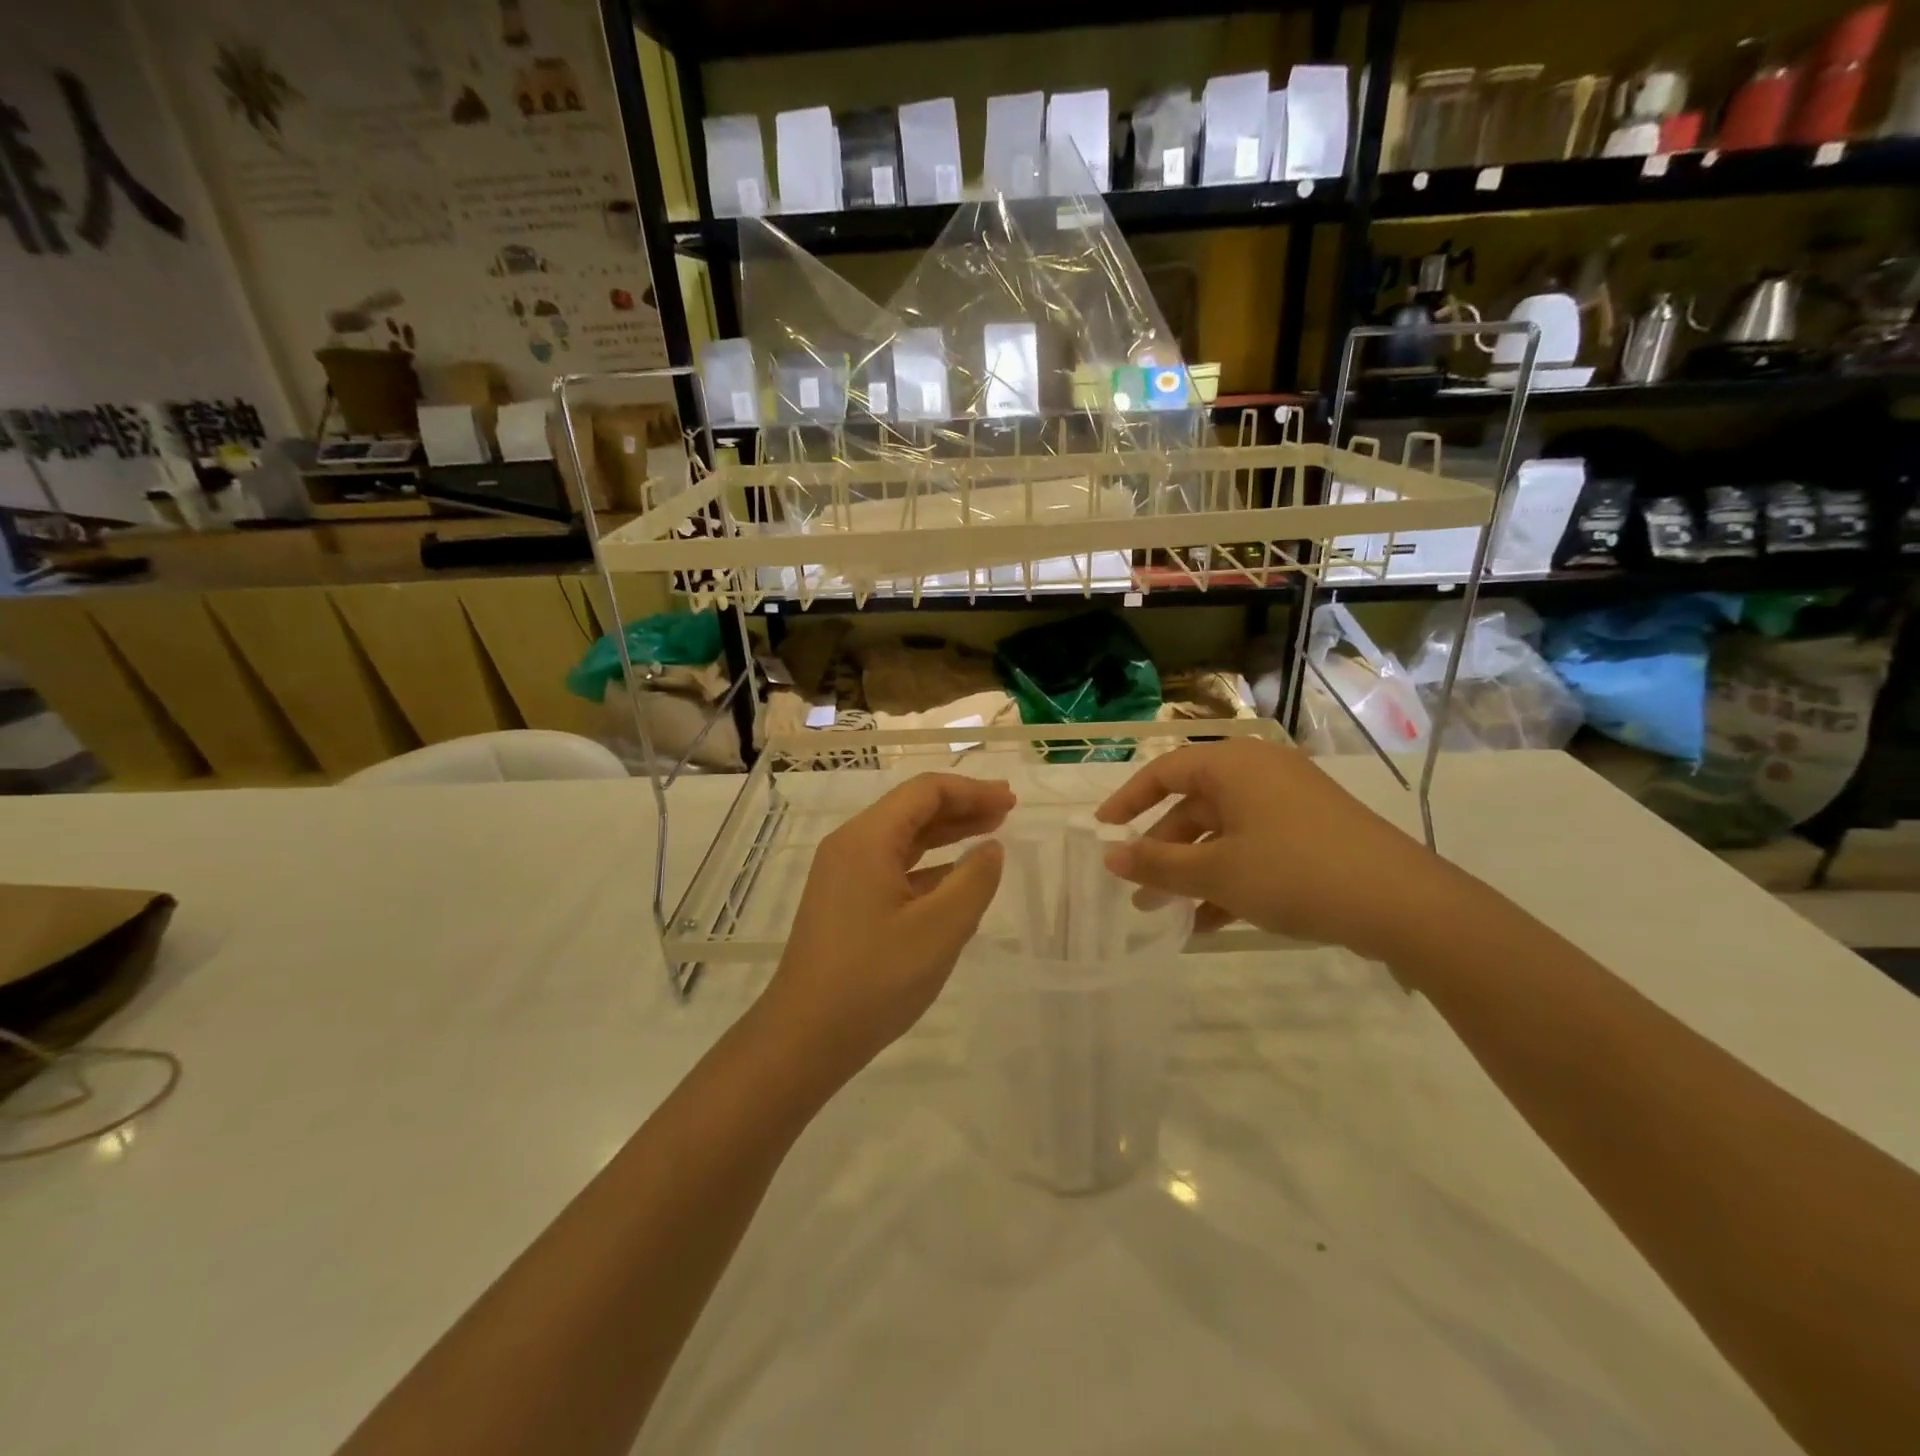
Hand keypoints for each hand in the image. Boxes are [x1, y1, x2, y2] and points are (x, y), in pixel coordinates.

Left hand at [760, 773, 1010, 1080]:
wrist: (805, 1038)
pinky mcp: (845, 902)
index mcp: (867, 839)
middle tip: (1007, 811)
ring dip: (947, 833)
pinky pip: (892, 867)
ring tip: (990, 834)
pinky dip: (928, 865)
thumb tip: (991, 848)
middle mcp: (850, 846)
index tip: (1010, 801)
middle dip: (962, 806)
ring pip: (903, 838)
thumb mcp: (939, 929)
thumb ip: (974, 881)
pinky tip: (956, 877)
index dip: (971, 791)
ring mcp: (843, 875)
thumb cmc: (875, 979)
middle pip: (912, 809)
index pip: (924, 791)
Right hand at [1093, 738, 1445, 959]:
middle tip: (1137, 889)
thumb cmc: (1293, 873)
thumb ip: (1157, 863)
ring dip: (1192, 870)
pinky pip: (1254, 846)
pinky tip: (1210, 921)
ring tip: (1167, 914)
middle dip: (1162, 849)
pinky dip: (1228, 877)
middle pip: (1193, 805)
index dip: (1128, 800)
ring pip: (1223, 832)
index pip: (1163, 771)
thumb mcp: (1216, 872)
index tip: (1102, 830)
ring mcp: (1290, 802)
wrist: (1402, 903)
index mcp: (1233, 765)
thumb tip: (1110, 856)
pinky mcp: (1313, 832)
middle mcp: (1259, 772)